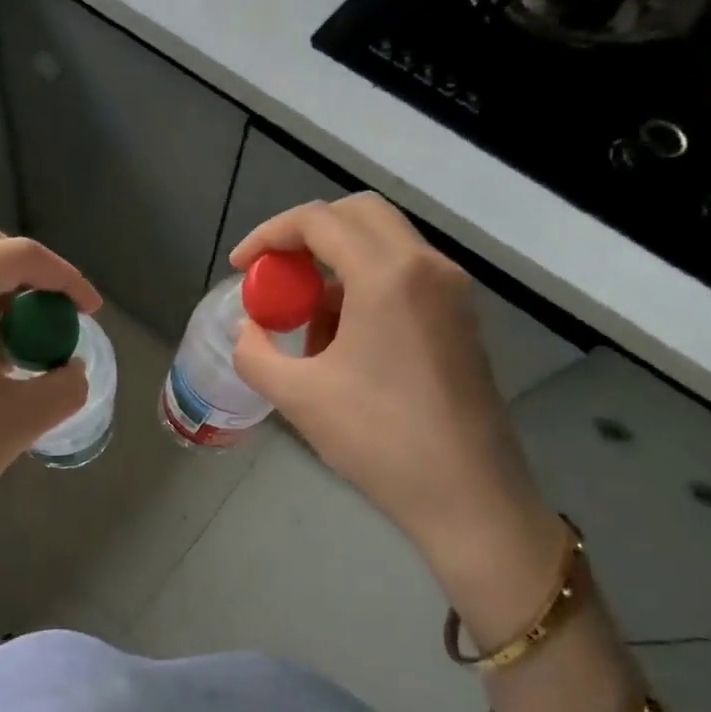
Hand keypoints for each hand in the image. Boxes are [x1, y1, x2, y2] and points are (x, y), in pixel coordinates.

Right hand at [230, 195, 560, 584]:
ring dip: (336, 266)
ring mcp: (450, 290)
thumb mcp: (298, 396)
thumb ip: (255, 352)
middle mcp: (426, 266)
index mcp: (388, 275)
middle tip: (276, 274)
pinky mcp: (460, 317)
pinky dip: (365, 288)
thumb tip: (249, 328)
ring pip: (383, 244)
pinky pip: (404, 276)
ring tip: (308, 327)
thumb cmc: (380, 441)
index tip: (241, 268)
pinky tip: (345, 344)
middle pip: (357, 215)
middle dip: (307, 236)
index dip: (269, 235)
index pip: (318, 220)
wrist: (469, 496)